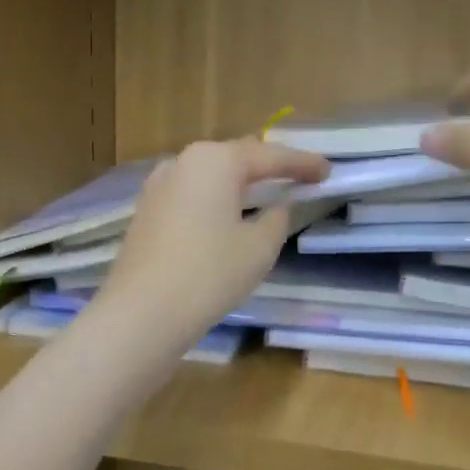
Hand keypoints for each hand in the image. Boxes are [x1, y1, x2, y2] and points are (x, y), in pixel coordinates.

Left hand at [93, 138, 329, 351]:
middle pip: (236, 157)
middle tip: (298, 178)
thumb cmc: (209, 275)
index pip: (270, 156)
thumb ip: (277, 219)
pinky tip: (226, 214)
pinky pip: (191, 194)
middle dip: (268, 166)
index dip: (302, 163)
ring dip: (238, 182)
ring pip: (210, 175)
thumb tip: (277, 206)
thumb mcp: (259, 248)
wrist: (142, 313)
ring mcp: (158, 185)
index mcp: (216, 161)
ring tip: (264, 193)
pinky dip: (214, 199)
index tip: (327, 171)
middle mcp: (183, 162)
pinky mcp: (146, 211)